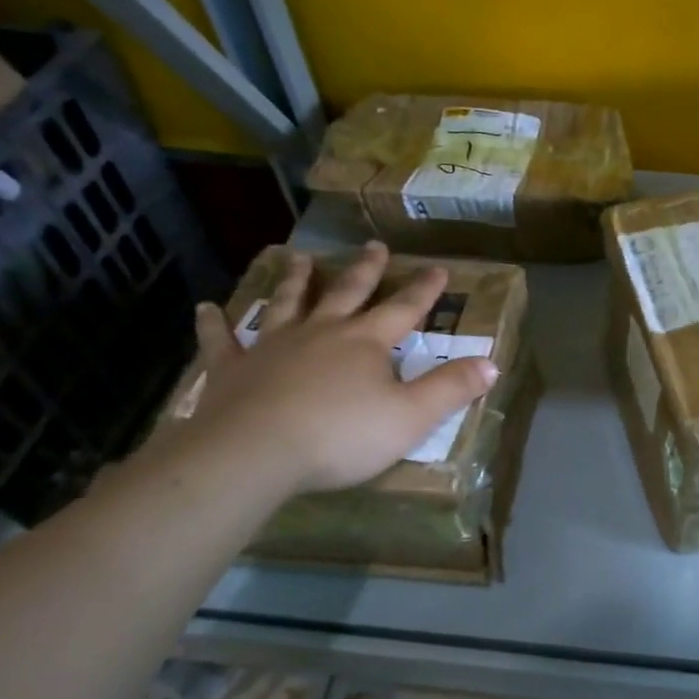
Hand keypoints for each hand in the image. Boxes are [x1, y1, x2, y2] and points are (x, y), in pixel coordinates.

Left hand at [176, 243, 497, 495]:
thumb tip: (493, 363)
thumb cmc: (341, 436)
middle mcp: (322, 332)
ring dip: (296, 280)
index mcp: (366, 343)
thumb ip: (452, 389)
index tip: (438, 269)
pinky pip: (221, 341)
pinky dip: (214, 324)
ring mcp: (273, 346)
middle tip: (374, 245)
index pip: (403, 309)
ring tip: (300, 258)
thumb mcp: (411, 417)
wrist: (255, 453)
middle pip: (347, 293)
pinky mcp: (232, 369)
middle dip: (365, 270)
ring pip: (288, 303)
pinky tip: (205, 308)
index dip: (423, 290)